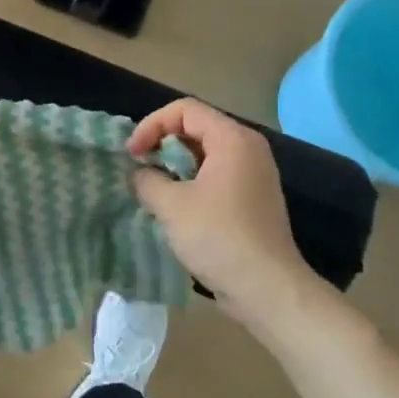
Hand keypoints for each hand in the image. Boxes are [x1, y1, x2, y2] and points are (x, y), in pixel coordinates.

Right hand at [128, 98, 319, 319]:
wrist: (266, 288)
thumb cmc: (218, 237)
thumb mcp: (171, 205)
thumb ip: (146, 180)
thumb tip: (138, 174)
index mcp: (233, 140)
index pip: (185, 110)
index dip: (152, 125)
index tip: (132, 154)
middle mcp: (248, 149)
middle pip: (196, 127)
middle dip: (162, 143)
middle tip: (139, 167)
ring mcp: (253, 175)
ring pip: (204, 153)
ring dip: (174, 164)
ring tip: (152, 187)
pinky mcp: (251, 198)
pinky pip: (215, 175)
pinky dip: (190, 181)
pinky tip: (174, 206)